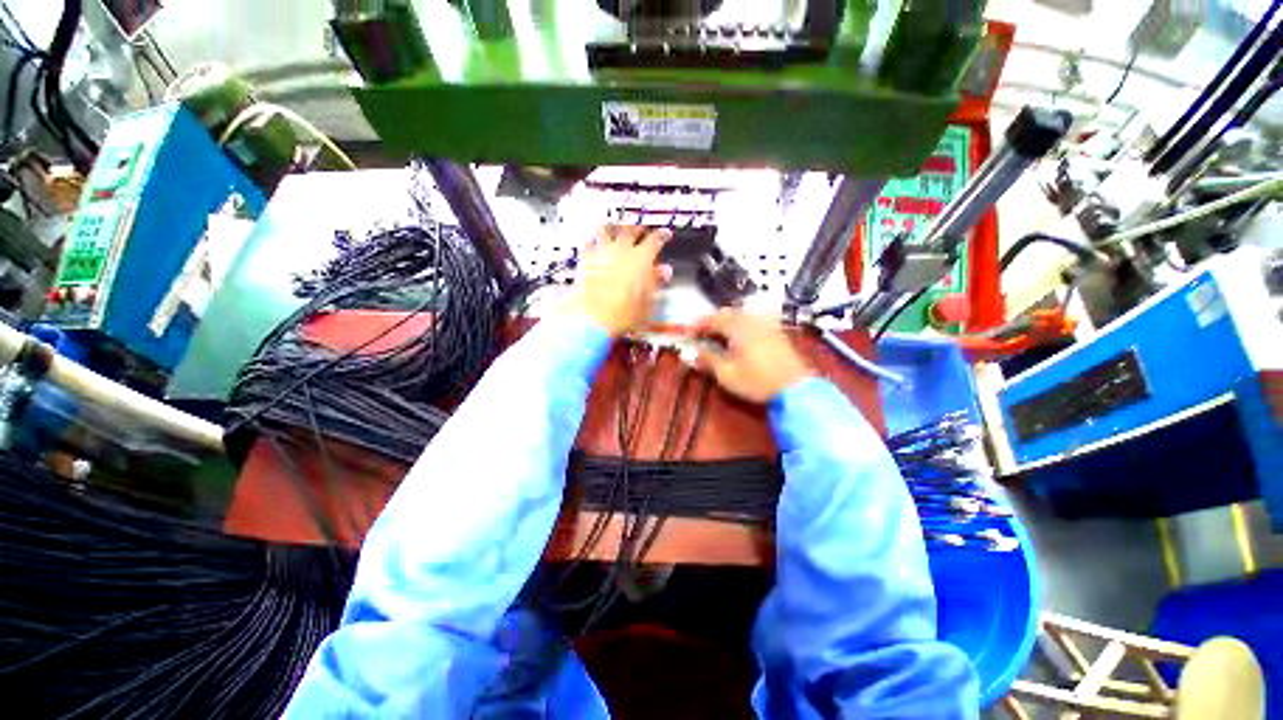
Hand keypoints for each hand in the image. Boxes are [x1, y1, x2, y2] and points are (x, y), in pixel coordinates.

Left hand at [567, 225, 671, 336]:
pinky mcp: (586, 258)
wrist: (592, 317)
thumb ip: (656, 282)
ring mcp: (602, 251)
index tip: (666, 234)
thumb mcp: (648, 301)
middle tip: (643, 229)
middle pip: (632, 230)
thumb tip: (665, 271)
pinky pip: (588, 242)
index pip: (656, 239)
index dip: (663, 235)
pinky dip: (592, 239)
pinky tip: (591, 240)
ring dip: (613, 227)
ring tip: (615, 226)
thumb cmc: (624, 313)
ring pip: (607, 229)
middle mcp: (623, 249)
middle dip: (639, 228)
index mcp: (642, 258)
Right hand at [693, 309, 813, 403]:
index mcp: (737, 327)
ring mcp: (766, 324)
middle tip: (701, 334)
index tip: (688, 334)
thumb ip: (708, 359)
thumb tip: (693, 352)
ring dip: (726, 321)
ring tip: (717, 335)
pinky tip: (739, 336)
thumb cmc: (757, 381)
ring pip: (741, 315)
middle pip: (727, 313)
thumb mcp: (726, 374)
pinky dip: (740, 324)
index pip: (712, 319)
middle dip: (711, 321)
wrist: (795, 388)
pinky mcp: (775, 332)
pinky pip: (753, 320)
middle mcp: (751, 320)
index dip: (698, 325)